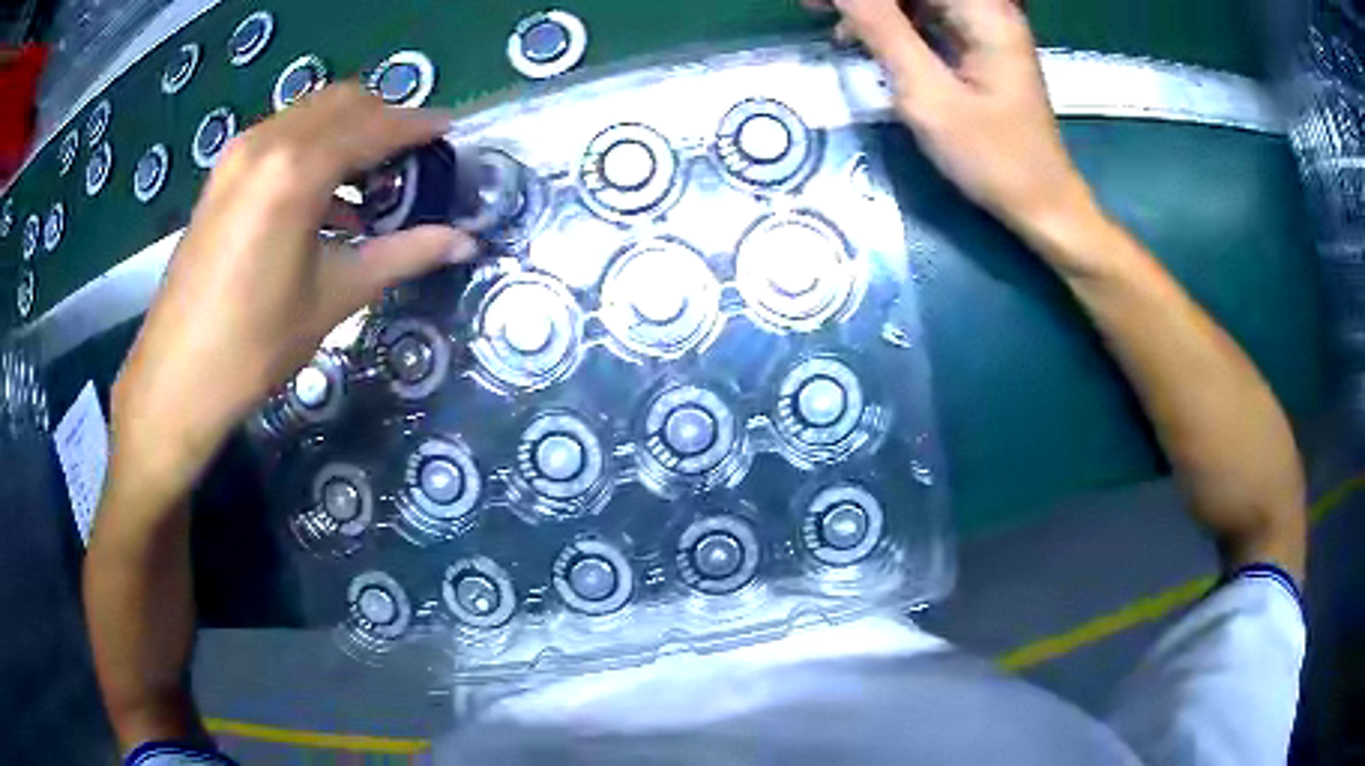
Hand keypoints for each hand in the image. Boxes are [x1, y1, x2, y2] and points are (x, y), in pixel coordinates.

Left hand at [110, 83, 476, 492]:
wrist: (176, 378)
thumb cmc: (255, 345)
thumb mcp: (334, 297)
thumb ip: (402, 256)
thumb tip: (465, 243)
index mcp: (298, 170)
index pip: (374, 126)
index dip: (418, 125)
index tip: (450, 131)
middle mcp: (268, 142)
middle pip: (344, 102)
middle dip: (384, 118)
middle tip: (412, 156)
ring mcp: (239, 153)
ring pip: (311, 113)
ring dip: (347, 131)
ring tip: (371, 178)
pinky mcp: (223, 173)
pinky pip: (281, 136)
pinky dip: (312, 147)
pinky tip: (324, 197)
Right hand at [809, 0, 1098, 244]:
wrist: (1041, 201)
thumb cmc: (992, 157)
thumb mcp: (929, 95)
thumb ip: (883, 31)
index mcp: (983, 11)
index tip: (819, 5)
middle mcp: (986, 8)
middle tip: (817, 11)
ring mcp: (983, 26)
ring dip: (876, 8)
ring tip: (837, 29)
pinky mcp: (977, 44)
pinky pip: (927, 16)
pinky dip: (895, 24)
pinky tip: (867, 42)